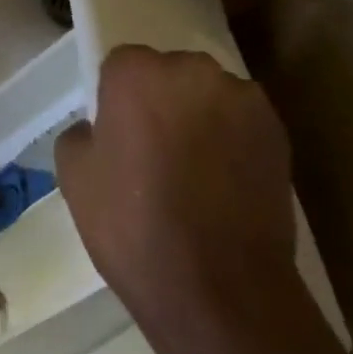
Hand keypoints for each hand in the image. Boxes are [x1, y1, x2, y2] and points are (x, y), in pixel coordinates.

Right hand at [55, 46, 296, 315]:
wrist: (220, 289)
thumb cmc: (133, 226)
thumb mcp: (75, 179)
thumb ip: (80, 135)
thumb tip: (98, 130)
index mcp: (137, 74)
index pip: (121, 65)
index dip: (117, 99)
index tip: (118, 135)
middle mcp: (192, 70)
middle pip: (170, 73)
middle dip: (162, 101)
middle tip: (154, 151)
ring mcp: (242, 99)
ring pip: (209, 96)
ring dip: (200, 118)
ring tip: (195, 172)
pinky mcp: (277, 132)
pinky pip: (241, 123)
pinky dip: (232, 141)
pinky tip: (224, 185)